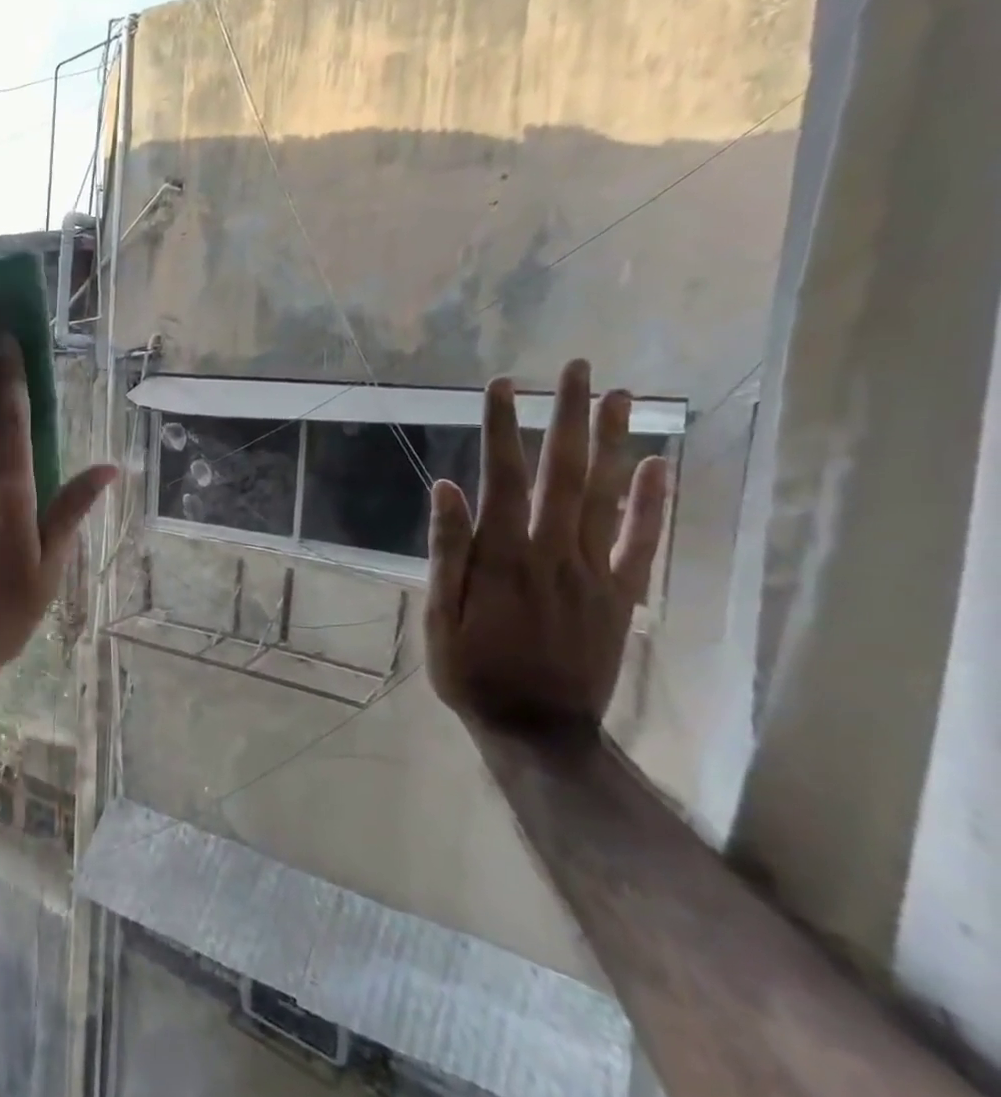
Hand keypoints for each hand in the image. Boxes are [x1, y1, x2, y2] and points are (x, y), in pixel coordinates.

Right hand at [425, 358, 669, 728]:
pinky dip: (652, 502)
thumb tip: (446, 487)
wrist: (537, 728)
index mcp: (500, 556)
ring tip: (622, 396)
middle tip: (577, 368)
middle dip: (568, 416)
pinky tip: (658, 465)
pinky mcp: (620, 594)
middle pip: (564, 472)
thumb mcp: (437, 615)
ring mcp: (593, 571)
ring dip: (614, 443)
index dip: (500, 427)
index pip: (502, 477)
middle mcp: (551, 552)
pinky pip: (641, 541)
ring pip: (607, 496)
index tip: (500, 385)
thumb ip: (446, 550)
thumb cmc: (471, 670)